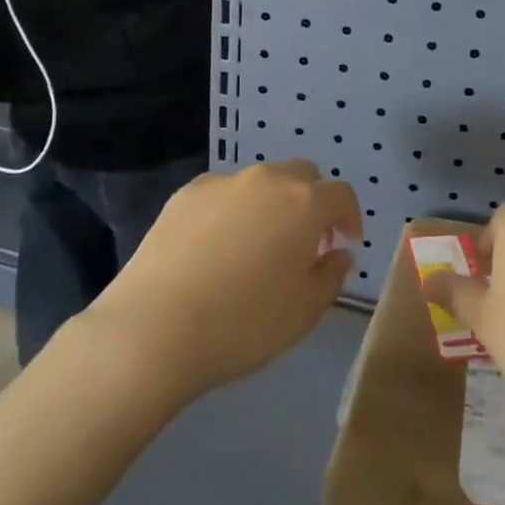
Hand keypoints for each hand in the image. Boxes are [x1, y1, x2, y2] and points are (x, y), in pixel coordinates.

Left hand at [86, 160, 360, 403]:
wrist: (155, 328)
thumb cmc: (244, 323)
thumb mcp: (305, 311)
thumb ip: (332, 276)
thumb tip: (337, 254)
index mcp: (303, 203)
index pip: (340, 195)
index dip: (349, 217)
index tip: (346, 243)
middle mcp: (266, 180)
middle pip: (301, 176)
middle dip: (312, 202)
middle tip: (306, 242)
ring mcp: (222, 183)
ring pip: (260, 183)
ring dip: (271, 205)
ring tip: (257, 247)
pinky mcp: (185, 194)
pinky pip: (223, 194)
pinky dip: (232, 211)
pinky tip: (216, 248)